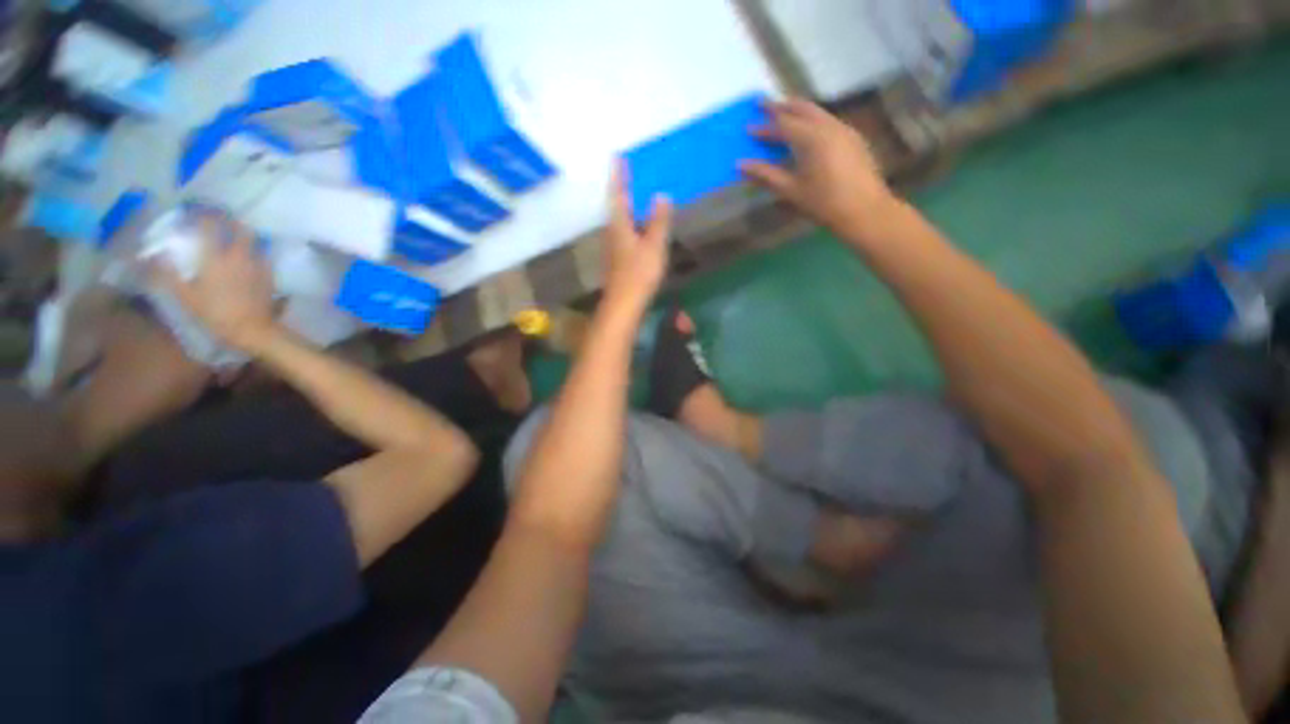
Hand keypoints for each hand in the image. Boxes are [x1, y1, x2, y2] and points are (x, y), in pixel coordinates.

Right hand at [152, 215, 277, 352]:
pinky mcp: (270, 275)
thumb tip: (156, 254)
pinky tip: (251, 255)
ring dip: (246, 234)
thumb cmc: (214, 313)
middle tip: (222, 219)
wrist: (251, 328)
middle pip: (240, 229)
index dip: (204, 216)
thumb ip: (169, 273)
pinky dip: (257, 250)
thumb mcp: (185, 296)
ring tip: (236, 235)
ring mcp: (257, 265)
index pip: (210, 227)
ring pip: (256, 240)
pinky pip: (265, 255)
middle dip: (231, 220)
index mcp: (215, 258)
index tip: (197, 212)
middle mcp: (238, 256)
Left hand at [602, 162, 672, 314]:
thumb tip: (661, 196)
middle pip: (617, 206)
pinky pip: (625, 232)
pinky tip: (641, 226)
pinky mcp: (618, 258)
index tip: (618, 156)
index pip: (619, 194)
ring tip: (639, 195)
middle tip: (631, 172)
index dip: (619, 176)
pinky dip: (633, 223)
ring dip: (628, 206)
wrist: (624, 303)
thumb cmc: (639, 273)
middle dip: (623, 189)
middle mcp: (612, 232)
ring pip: (621, 220)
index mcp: (619, 225)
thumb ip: (658, 221)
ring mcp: (614, 247)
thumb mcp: (653, 246)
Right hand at [740, 98, 891, 236]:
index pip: (782, 124)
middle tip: (764, 105)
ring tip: (784, 115)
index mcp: (811, 137)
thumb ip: (765, 175)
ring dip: (798, 111)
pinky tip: (807, 133)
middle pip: (802, 108)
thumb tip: (741, 165)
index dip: (763, 126)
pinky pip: (828, 121)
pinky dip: (812, 121)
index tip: (748, 126)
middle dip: (782, 106)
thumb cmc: (823, 202)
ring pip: (817, 112)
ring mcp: (844, 130)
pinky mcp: (853, 138)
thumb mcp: (791, 191)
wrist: (864, 210)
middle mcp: (828, 126)